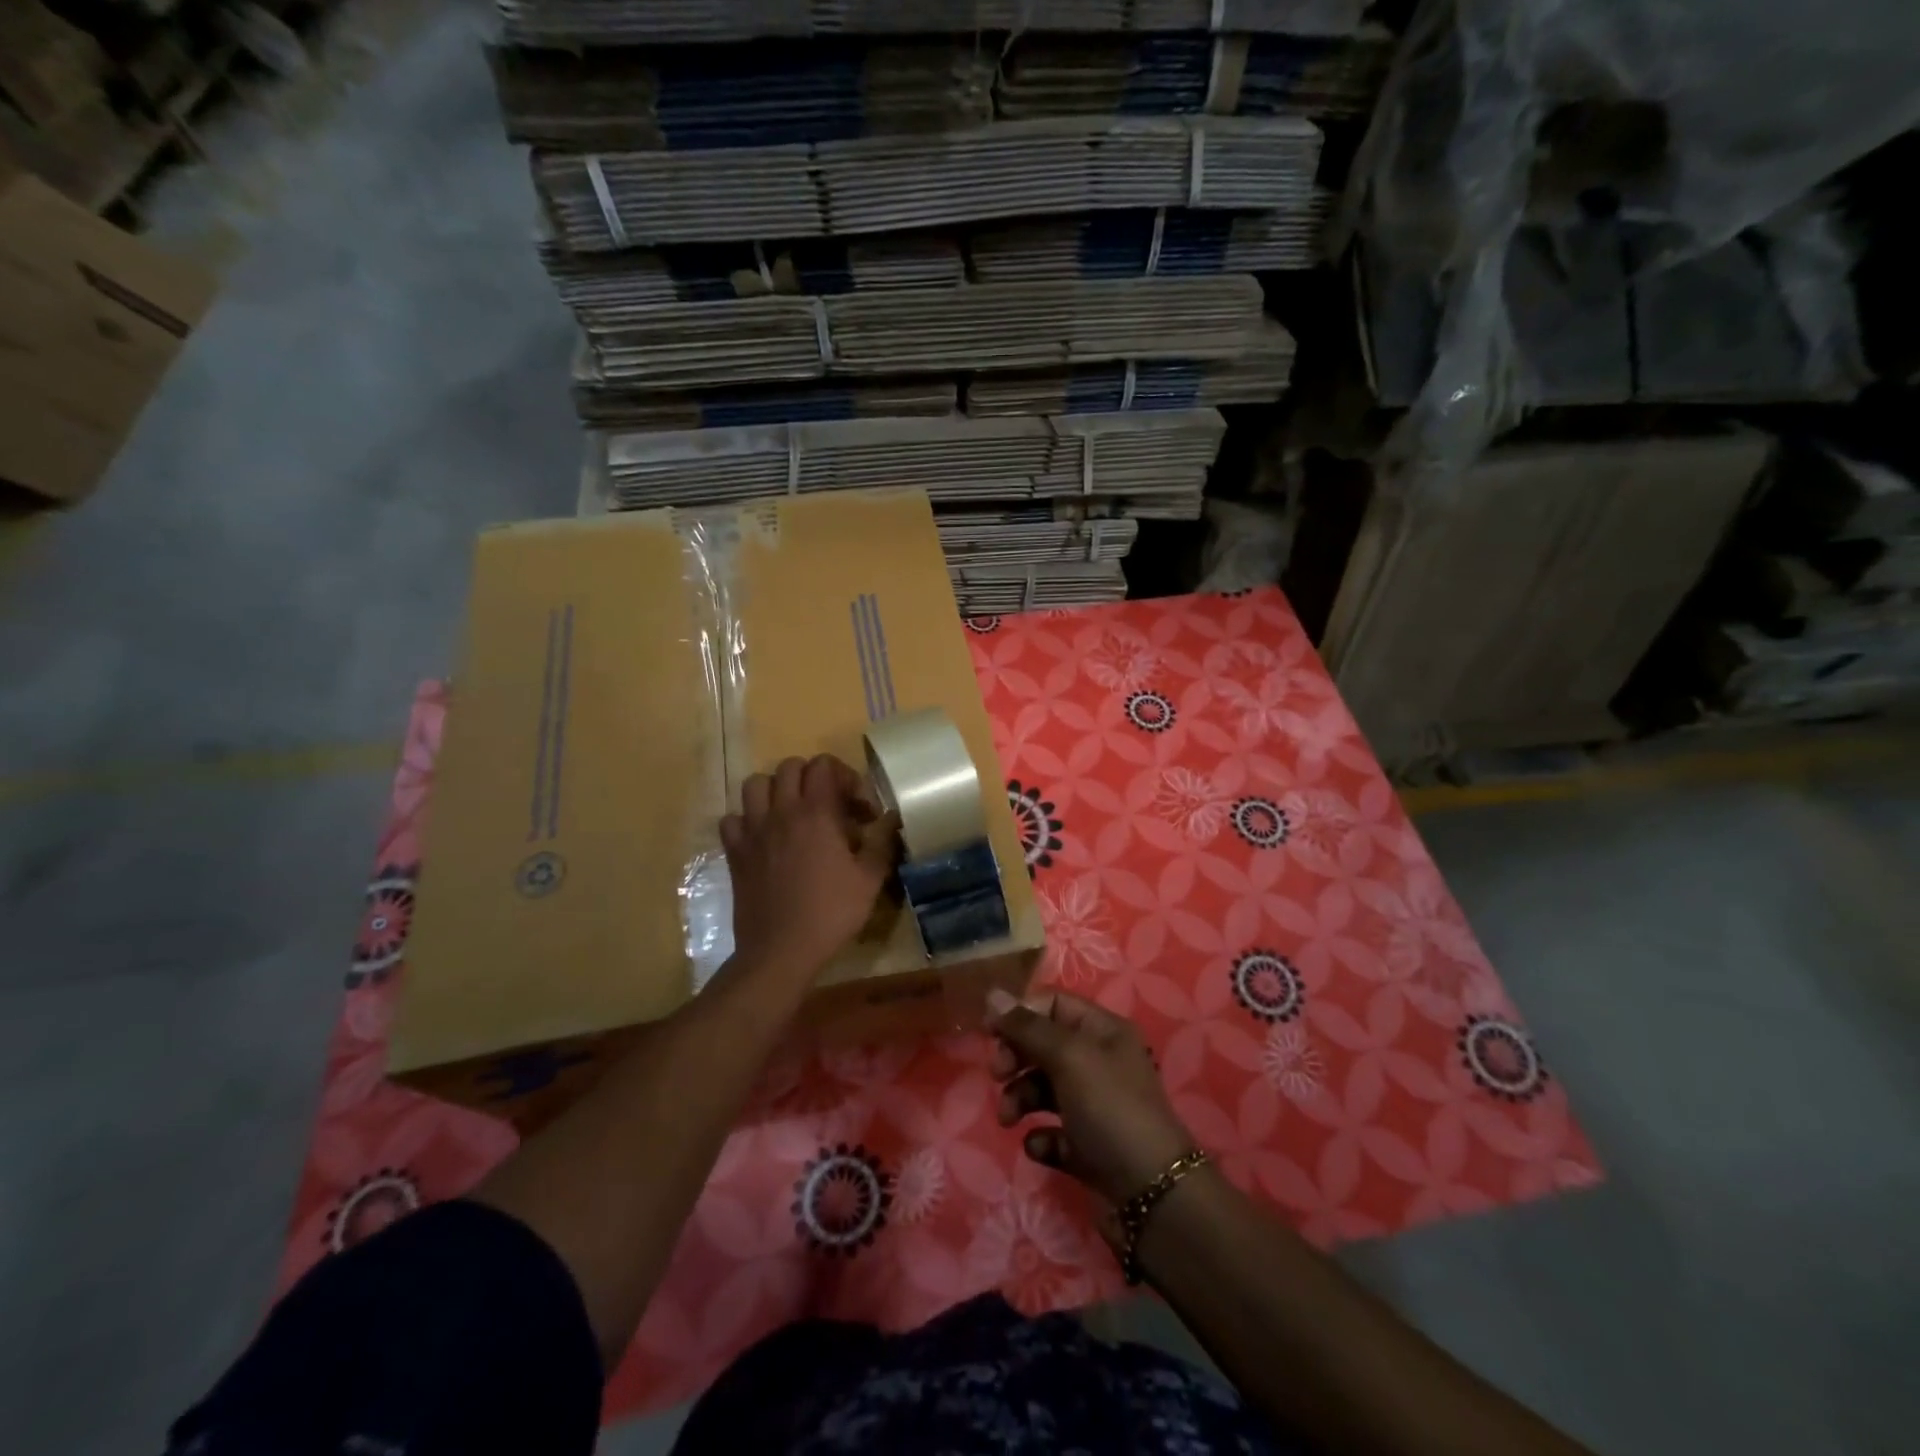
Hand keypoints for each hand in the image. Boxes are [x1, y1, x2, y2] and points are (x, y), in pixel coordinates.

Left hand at [721, 754, 893, 981]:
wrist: (781, 950)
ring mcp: (753, 830)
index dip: (844, 776)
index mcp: (816, 813)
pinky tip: (762, 837)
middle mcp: (781, 812)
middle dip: (812, 777)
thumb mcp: (870, 880)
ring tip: (792, 812)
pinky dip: (746, 819)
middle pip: (789, 767)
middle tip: (828, 805)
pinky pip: (732, 819)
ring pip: (755, 784)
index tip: (857, 807)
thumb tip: (891, 818)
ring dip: (776, 790)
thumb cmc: (831, 913)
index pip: (823, 765)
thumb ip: (882, 842)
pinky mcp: (735, 852)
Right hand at [987, 989, 1196, 1215]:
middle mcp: (1100, 1063)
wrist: (1153, 1195)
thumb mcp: (1069, 1057)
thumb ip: (1027, 1027)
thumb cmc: (1110, 1108)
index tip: (991, 1033)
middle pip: (1044, 1045)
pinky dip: (1040, 1137)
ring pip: (1043, 1089)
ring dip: (1020, 1099)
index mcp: (1104, 1031)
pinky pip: (1052, 1132)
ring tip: (1008, 1119)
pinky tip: (1039, 1146)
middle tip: (999, 1075)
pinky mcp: (1087, 1147)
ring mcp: (1094, 1106)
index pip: (1054, 1004)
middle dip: (1016, 1058)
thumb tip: (993, 994)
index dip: (1022, 1014)